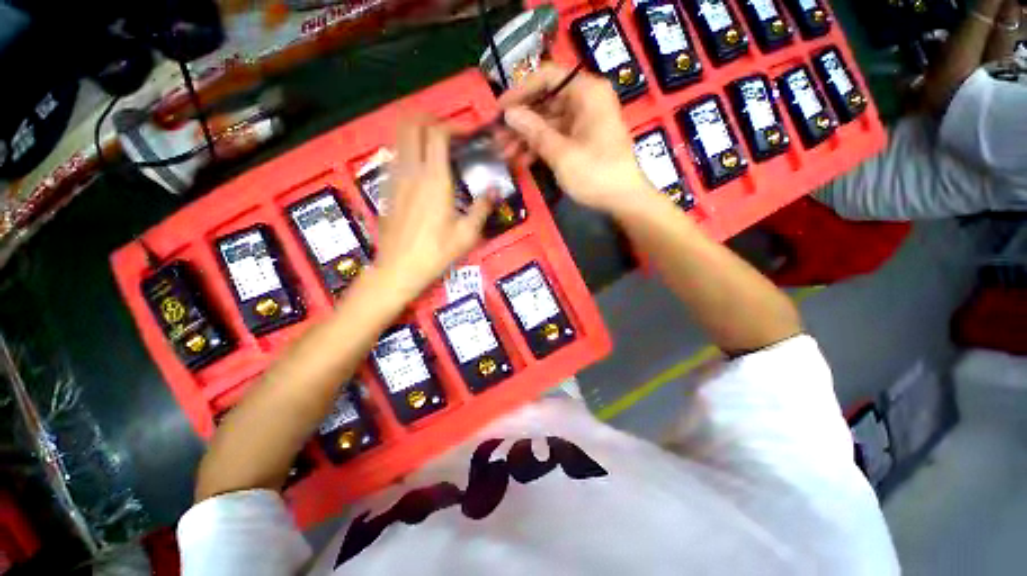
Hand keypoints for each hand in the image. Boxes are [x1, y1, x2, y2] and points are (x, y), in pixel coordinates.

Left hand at [370, 119, 492, 304]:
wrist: (398, 268)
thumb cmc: (436, 253)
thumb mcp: (467, 235)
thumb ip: (482, 208)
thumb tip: (494, 190)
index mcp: (435, 180)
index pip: (438, 134)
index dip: (453, 126)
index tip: (467, 135)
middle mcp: (412, 171)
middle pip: (412, 125)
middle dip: (430, 120)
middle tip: (448, 132)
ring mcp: (395, 178)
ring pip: (399, 136)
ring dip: (417, 131)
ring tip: (434, 145)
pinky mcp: (386, 187)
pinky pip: (395, 154)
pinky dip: (407, 148)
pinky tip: (420, 166)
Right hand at [498, 63, 655, 213]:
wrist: (623, 199)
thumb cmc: (595, 173)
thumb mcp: (561, 153)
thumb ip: (534, 131)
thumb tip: (509, 113)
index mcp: (587, 92)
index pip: (547, 77)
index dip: (520, 92)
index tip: (499, 110)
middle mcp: (586, 101)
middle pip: (546, 102)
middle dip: (521, 121)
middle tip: (498, 138)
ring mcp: (584, 122)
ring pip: (549, 122)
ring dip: (527, 137)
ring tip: (505, 153)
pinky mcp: (583, 140)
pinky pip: (557, 137)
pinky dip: (540, 147)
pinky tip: (523, 160)